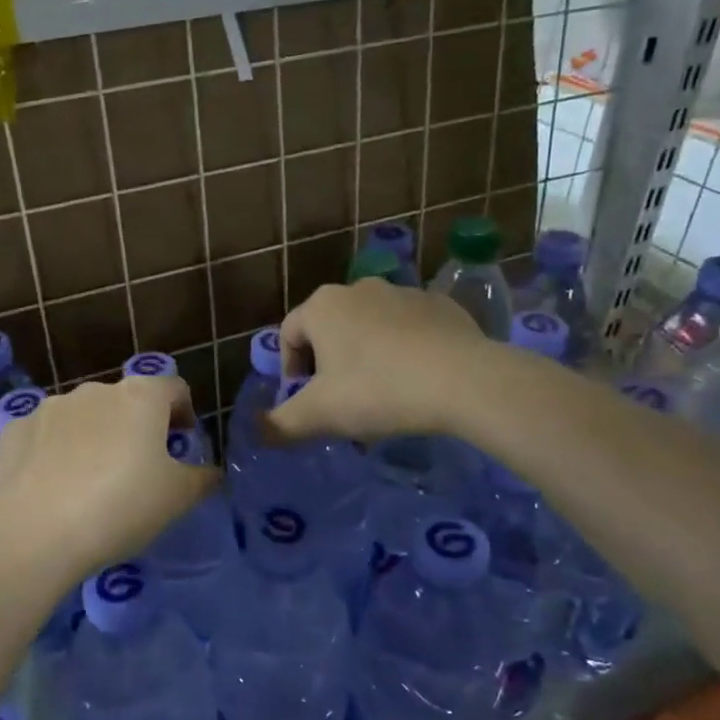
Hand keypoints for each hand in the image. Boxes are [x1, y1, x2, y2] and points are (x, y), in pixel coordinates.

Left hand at [0, 376, 218, 585]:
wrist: (38, 531)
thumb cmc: (122, 506)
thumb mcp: (177, 498)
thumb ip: (201, 478)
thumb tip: (211, 472)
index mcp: (141, 397)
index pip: (174, 389)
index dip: (184, 413)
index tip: (183, 442)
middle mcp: (96, 390)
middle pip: (127, 401)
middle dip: (137, 427)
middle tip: (140, 468)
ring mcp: (51, 407)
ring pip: (84, 416)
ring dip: (95, 436)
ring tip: (93, 480)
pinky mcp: (17, 430)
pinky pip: (47, 436)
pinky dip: (56, 451)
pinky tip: (55, 486)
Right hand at [266, 280, 488, 441]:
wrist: (462, 380)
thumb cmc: (377, 391)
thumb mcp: (318, 416)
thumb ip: (279, 424)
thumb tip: (256, 430)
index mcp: (322, 306)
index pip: (288, 335)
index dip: (289, 371)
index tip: (305, 402)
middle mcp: (359, 288)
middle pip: (330, 330)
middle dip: (329, 365)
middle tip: (343, 403)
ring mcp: (403, 293)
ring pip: (370, 328)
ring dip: (367, 357)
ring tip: (383, 396)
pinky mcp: (441, 305)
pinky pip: (410, 329)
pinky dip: (405, 350)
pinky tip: (418, 381)